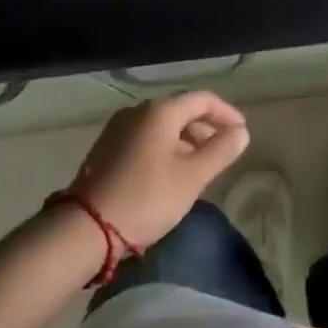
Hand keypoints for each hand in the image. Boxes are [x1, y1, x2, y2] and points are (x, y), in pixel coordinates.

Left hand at [66, 91, 249, 247]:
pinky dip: (166, 147)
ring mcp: (118, 128)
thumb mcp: (192, 177)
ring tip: (200, 166)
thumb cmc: (146, 198)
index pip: (203, 99)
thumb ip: (221, 151)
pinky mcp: (107, 148)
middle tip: (223, 152)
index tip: (242, 133)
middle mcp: (138, 111)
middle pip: (182, 110)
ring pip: (163, 125)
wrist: (85, 228)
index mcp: (160, 111)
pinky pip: (146, 138)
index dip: (226, 113)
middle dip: (206, 128)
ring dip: (186, 140)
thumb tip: (241, 132)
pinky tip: (171, 173)